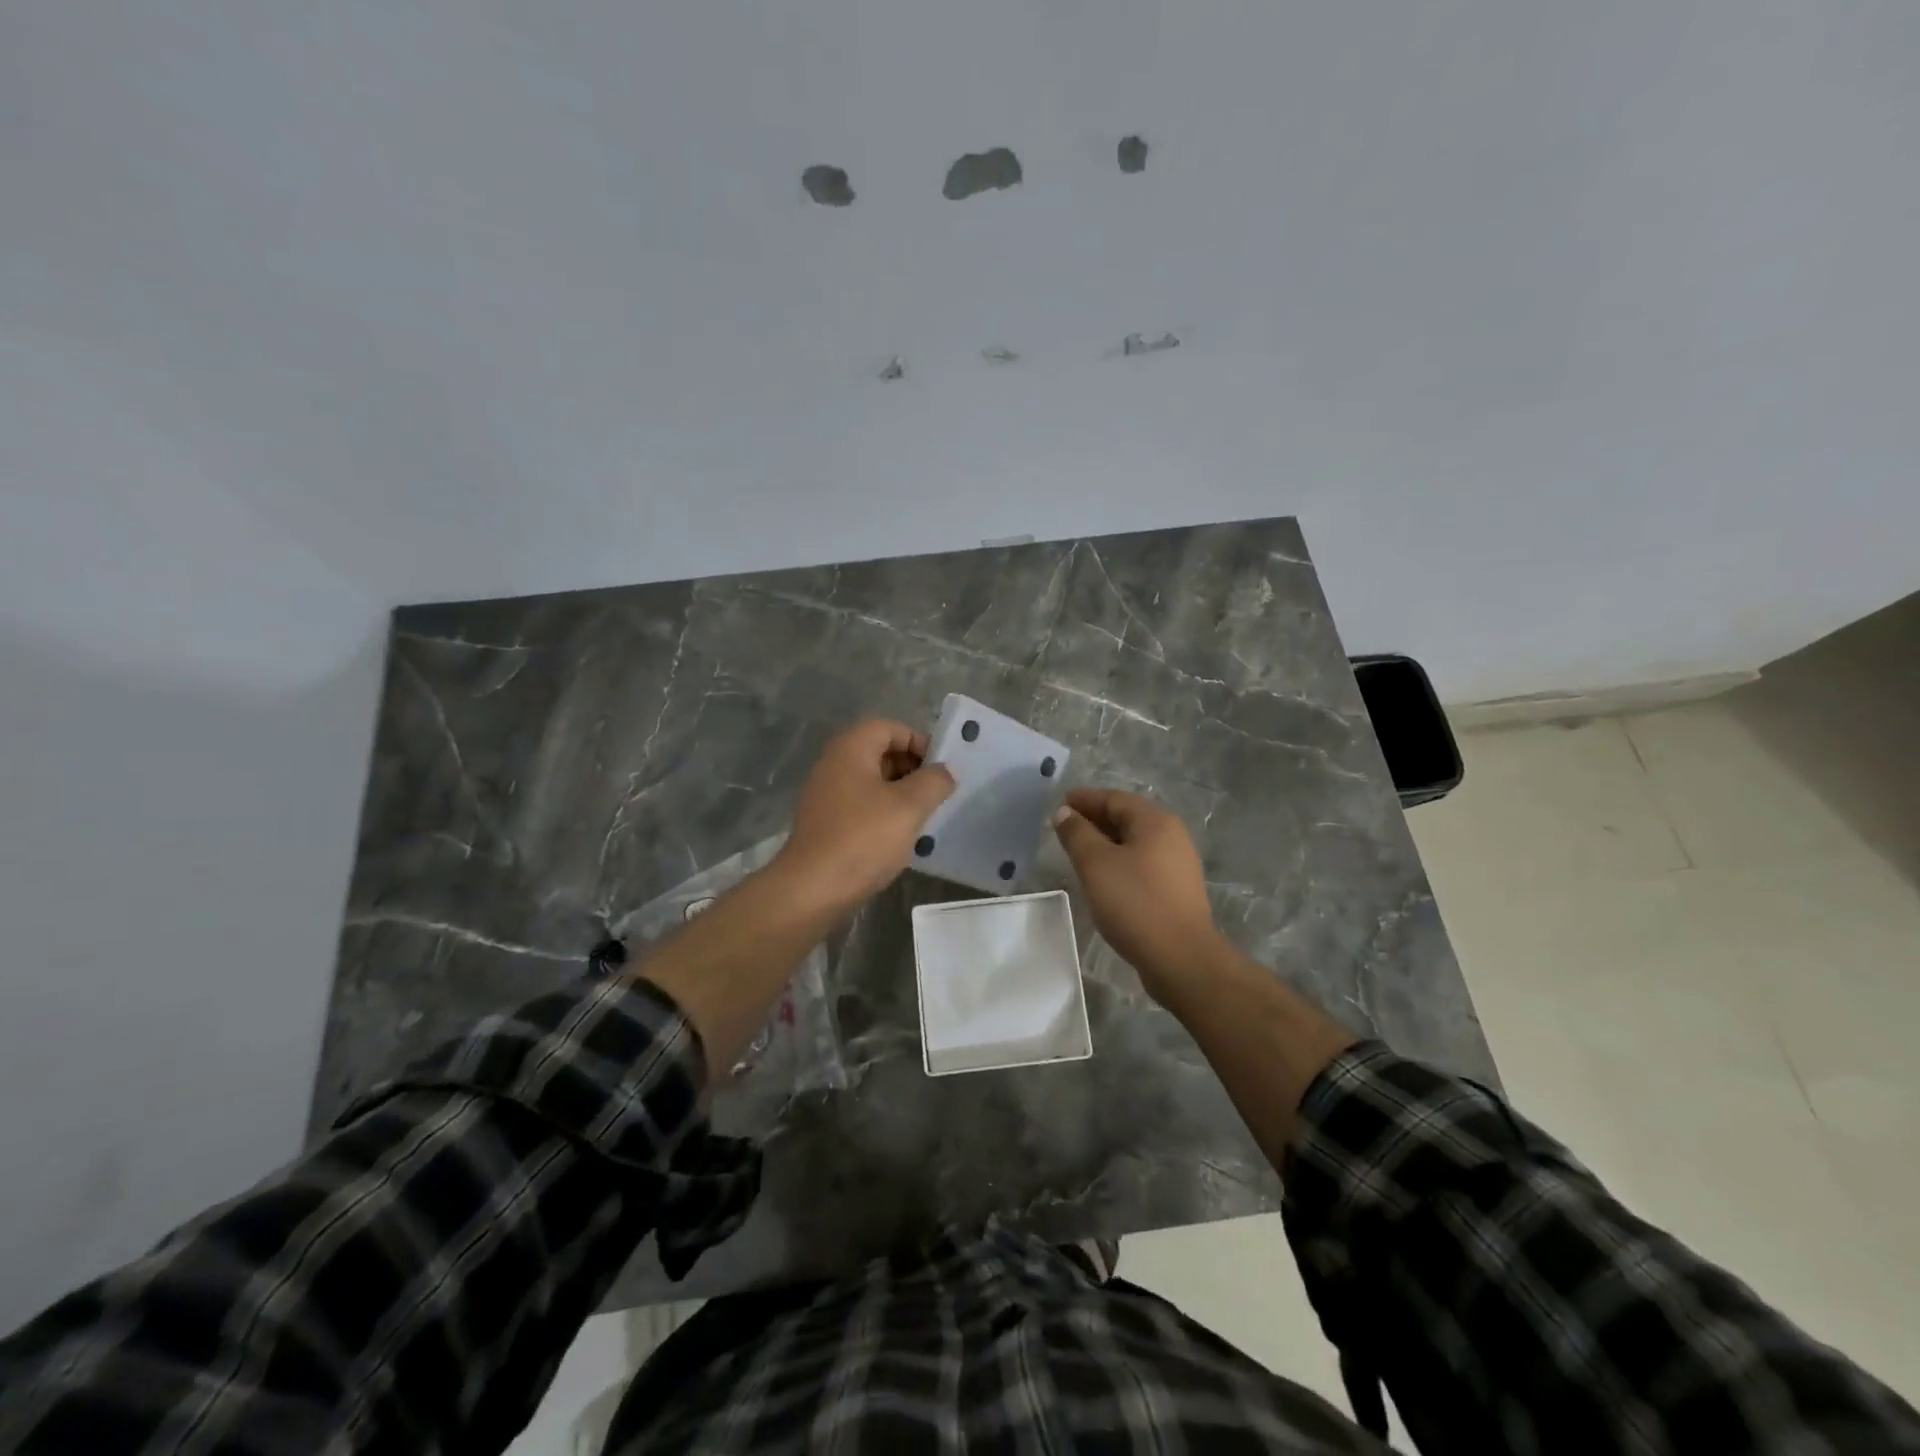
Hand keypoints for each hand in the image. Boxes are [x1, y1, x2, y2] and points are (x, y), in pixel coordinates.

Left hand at [775, 719, 955, 913]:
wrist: (812, 889)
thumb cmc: (863, 838)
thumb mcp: (909, 806)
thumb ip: (934, 782)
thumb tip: (945, 770)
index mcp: (851, 749)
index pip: (890, 728)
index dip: (919, 742)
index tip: (940, 770)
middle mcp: (834, 764)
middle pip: (880, 752)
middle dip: (912, 769)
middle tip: (935, 795)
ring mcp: (826, 794)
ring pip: (872, 782)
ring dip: (900, 794)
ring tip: (922, 818)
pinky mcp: (825, 822)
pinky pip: (861, 806)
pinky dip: (883, 813)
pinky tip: (899, 838)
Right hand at [1053, 788, 1220, 997]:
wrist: (1180, 958)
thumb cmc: (1134, 902)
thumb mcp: (1095, 864)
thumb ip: (1077, 834)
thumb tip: (1065, 812)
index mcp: (1155, 821)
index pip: (1114, 799)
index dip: (1085, 799)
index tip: (1060, 803)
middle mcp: (1172, 836)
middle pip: (1127, 818)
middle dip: (1095, 819)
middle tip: (1065, 827)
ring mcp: (1178, 865)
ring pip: (1134, 843)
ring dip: (1106, 842)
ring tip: (1079, 852)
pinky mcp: (1176, 890)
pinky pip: (1142, 864)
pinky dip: (1119, 862)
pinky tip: (1103, 878)